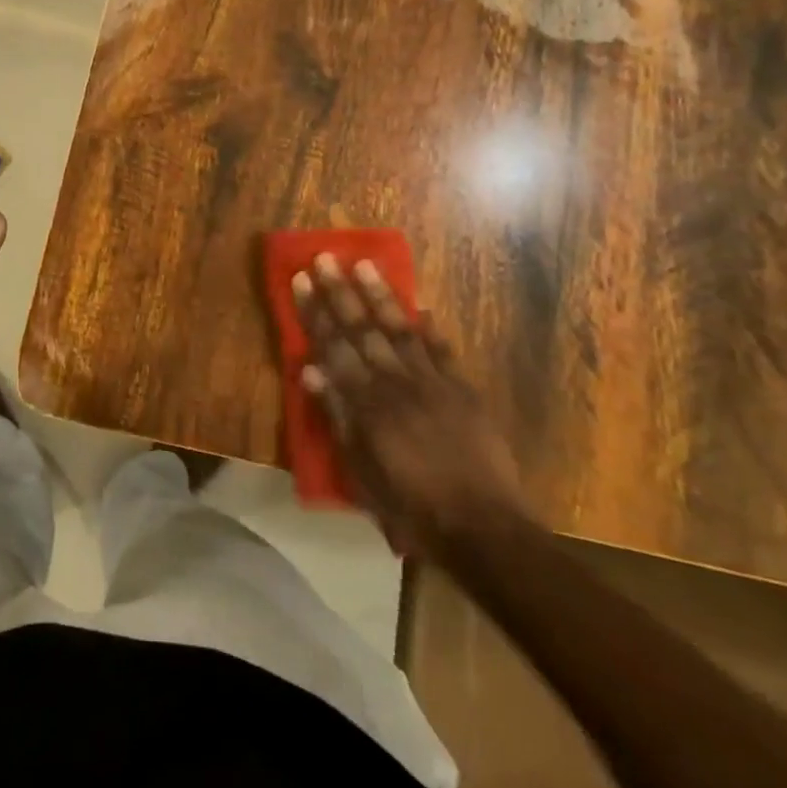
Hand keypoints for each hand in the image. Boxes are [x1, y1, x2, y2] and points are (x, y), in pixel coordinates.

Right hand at [294, 255, 525, 546]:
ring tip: (366, 265)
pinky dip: (431, 330)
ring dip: (381, 296)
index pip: (333, 346)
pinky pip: (443, 352)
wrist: (483, 530)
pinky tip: (423, 308)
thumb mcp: (361, 472)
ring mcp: (433, 383)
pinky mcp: (463, 391)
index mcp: (367, 402)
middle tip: (327, 257)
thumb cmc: (411, 508)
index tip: (303, 279)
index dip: (316, 311)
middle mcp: (396, 382)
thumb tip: (309, 370)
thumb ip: (338, 416)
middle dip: (342, 291)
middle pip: (363, 329)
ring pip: (401, 329)